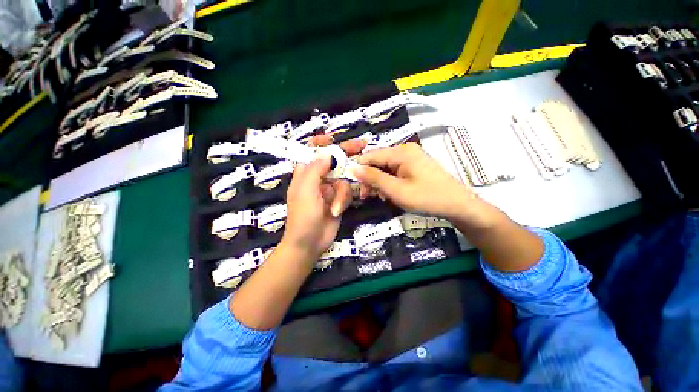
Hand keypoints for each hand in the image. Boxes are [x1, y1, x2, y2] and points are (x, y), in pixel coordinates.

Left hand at [280, 136, 365, 260]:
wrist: (309, 243)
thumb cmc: (303, 216)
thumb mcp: (306, 191)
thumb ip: (315, 169)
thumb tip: (327, 153)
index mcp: (305, 173)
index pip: (311, 151)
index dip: (320, 143)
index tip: (333, 138)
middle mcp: (318, 178)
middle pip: (333, 160)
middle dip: (346, 154)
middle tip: (363, 145)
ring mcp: (329, 189)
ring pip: (344, 179)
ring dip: (342, 194)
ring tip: (336, 208)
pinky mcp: (339, 199)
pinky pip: (347, 192)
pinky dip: (344, 201)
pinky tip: (337, 211)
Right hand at [352, 143, 493, 227]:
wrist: (458, 205)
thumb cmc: (427, 198)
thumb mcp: (396, 190)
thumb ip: (373, 178)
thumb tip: (351, 168)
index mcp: (401, 152)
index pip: (370, 156)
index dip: (358, 169)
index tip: (352, 185)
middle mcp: (405, 150)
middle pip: (378, 161)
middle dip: (369, 178)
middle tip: (366, 196)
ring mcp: (411, 158)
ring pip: (385, 168)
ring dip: (379, 182)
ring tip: (379, 197)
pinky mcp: (415, 166)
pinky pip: (395, 171)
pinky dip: (389, 182)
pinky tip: (389, 193)